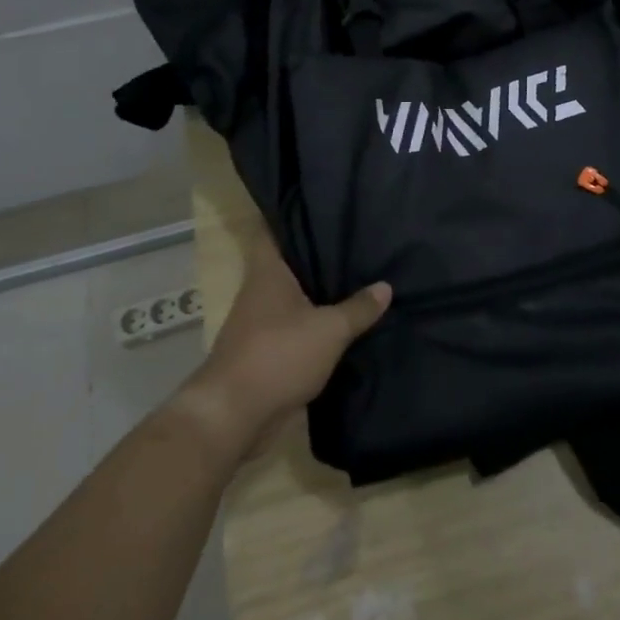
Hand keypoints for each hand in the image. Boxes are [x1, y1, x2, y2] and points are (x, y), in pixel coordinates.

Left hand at [174, 232, 390, 461]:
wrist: (234, 416)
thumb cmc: (278, 355)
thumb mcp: (329, 330)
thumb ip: (358, 308)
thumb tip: (385, 286)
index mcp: (268, 273)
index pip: (273, 228)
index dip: (292, 213)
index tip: (318, 203)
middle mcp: (260, 291)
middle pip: (288, 262)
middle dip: (316, 253)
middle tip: (353, 238)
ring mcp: (260, 323)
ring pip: (293, 296)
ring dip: (318, 291)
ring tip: (356, 277)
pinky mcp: (266, 353)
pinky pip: (296, 327)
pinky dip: (315, 323)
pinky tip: (343, 322)